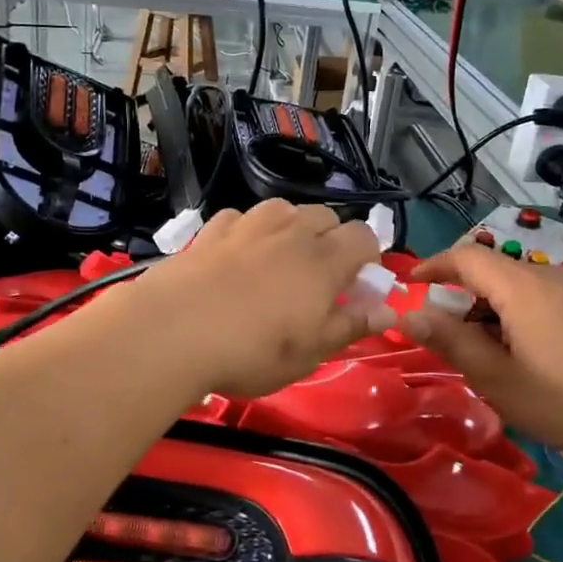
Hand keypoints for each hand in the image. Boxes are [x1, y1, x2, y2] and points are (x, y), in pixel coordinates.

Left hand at [125, 200, 392, 399]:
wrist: (174, 331)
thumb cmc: (252, 350)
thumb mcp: (310, 353)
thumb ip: (351, 326)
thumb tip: (389, 311)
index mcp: (323, 261)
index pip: (363, 236)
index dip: (367, 255)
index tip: (356, 282)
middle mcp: (290, 233)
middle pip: (325, 215)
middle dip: (330, 238)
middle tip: (317, 275)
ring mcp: (247, 226)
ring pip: (282, 209)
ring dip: (290, 226)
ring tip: (278, 257)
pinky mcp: (211, 230)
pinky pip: (239, 217)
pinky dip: (247, 230)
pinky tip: (236, 252)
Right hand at [400, 245, 562, 460]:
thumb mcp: (496, 377)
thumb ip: (449, 341)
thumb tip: (407, 315)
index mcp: (522, 286)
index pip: (466, 257)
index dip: (433, 266)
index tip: (410, 287)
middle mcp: (550, 275)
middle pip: (492, 271)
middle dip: (462, 297)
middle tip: (450, 339)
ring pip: (518, 285)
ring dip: (492, 308)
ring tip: (490, 354)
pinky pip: (543, 296)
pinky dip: (519, 313)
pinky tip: (528, 353)